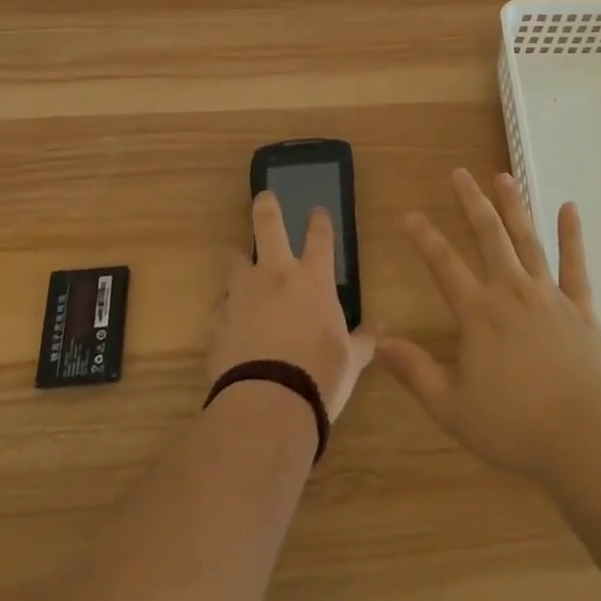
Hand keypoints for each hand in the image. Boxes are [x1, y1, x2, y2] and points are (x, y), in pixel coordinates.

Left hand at [208, 193, 377, 420]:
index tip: (317, 211)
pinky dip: (226, 306)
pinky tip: (228, 316)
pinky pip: (221, 305)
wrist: (267, 404)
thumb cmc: (320, 376)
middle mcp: (276, 276)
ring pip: (234, 261)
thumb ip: (364, 340)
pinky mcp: (219, 321)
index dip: (319, 221)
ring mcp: (243, 296)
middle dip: (266, 208)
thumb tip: (381, 328)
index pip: (320, 237)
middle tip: (263, 197)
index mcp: (314, 279)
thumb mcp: (351, 360)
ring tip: (234, 254)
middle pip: (268, 227)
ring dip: (236, 256)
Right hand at [380, 169, 600, 484]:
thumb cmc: (514, 426)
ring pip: (527, 240)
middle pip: (488, 237)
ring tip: (504, 177)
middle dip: (471, 203)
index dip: (425, 238)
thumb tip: (380, 343)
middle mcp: (511, 292)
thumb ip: (415, 372)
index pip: (444, 265)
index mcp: (478, 314)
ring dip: (514, 207)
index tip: (411, 214)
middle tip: (460, 174)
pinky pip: (574, 264)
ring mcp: (548, 295)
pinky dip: (571, 235)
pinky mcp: (580, 307)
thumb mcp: (452, 408)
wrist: (585, 436)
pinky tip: (569, 208)